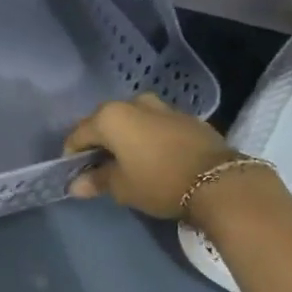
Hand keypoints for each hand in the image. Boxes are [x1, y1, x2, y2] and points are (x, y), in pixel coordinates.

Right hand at [64, 92, 233, 219]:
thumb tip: (76, 184)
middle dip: (99, 142)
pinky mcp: (186, 117)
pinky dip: (147, 137)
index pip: (79, 134)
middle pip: (105, 122)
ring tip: (127, 161)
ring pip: (133, 120)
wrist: (219, 182)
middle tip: (99, 167)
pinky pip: (155, 125)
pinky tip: (153, 157)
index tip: (74, 173)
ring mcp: (163, 107)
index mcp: (111, 117)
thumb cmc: (158, 182)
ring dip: (125, 137)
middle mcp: (134, 104)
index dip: (72, 155)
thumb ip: (97, 181)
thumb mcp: (122, 187)